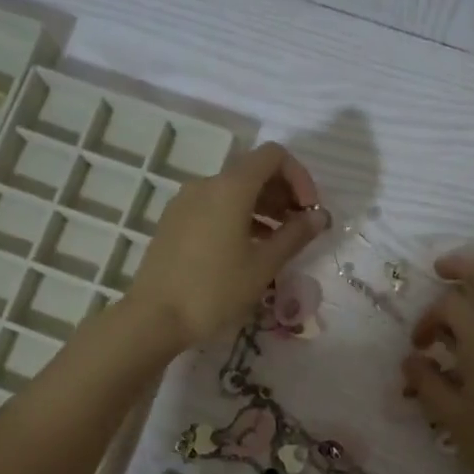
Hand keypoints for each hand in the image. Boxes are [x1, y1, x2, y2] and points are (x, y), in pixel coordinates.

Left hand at [128, 142, 326, 349]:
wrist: (154, 317)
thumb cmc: (214, 290)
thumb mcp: (263, 265)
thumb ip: (295, 235)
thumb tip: (319, 216)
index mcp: (230, 188)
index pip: (274, 156)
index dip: (300, 177)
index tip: (309, 211)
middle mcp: (206, 184)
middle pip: (253, 170)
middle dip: (283, 193)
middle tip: (299, 229)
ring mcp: (185, 201)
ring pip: (233, 190)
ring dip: (262, 207)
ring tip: (278, 242)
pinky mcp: (174, 221)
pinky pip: (214, 206)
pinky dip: (238, 216)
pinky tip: (247, 249)